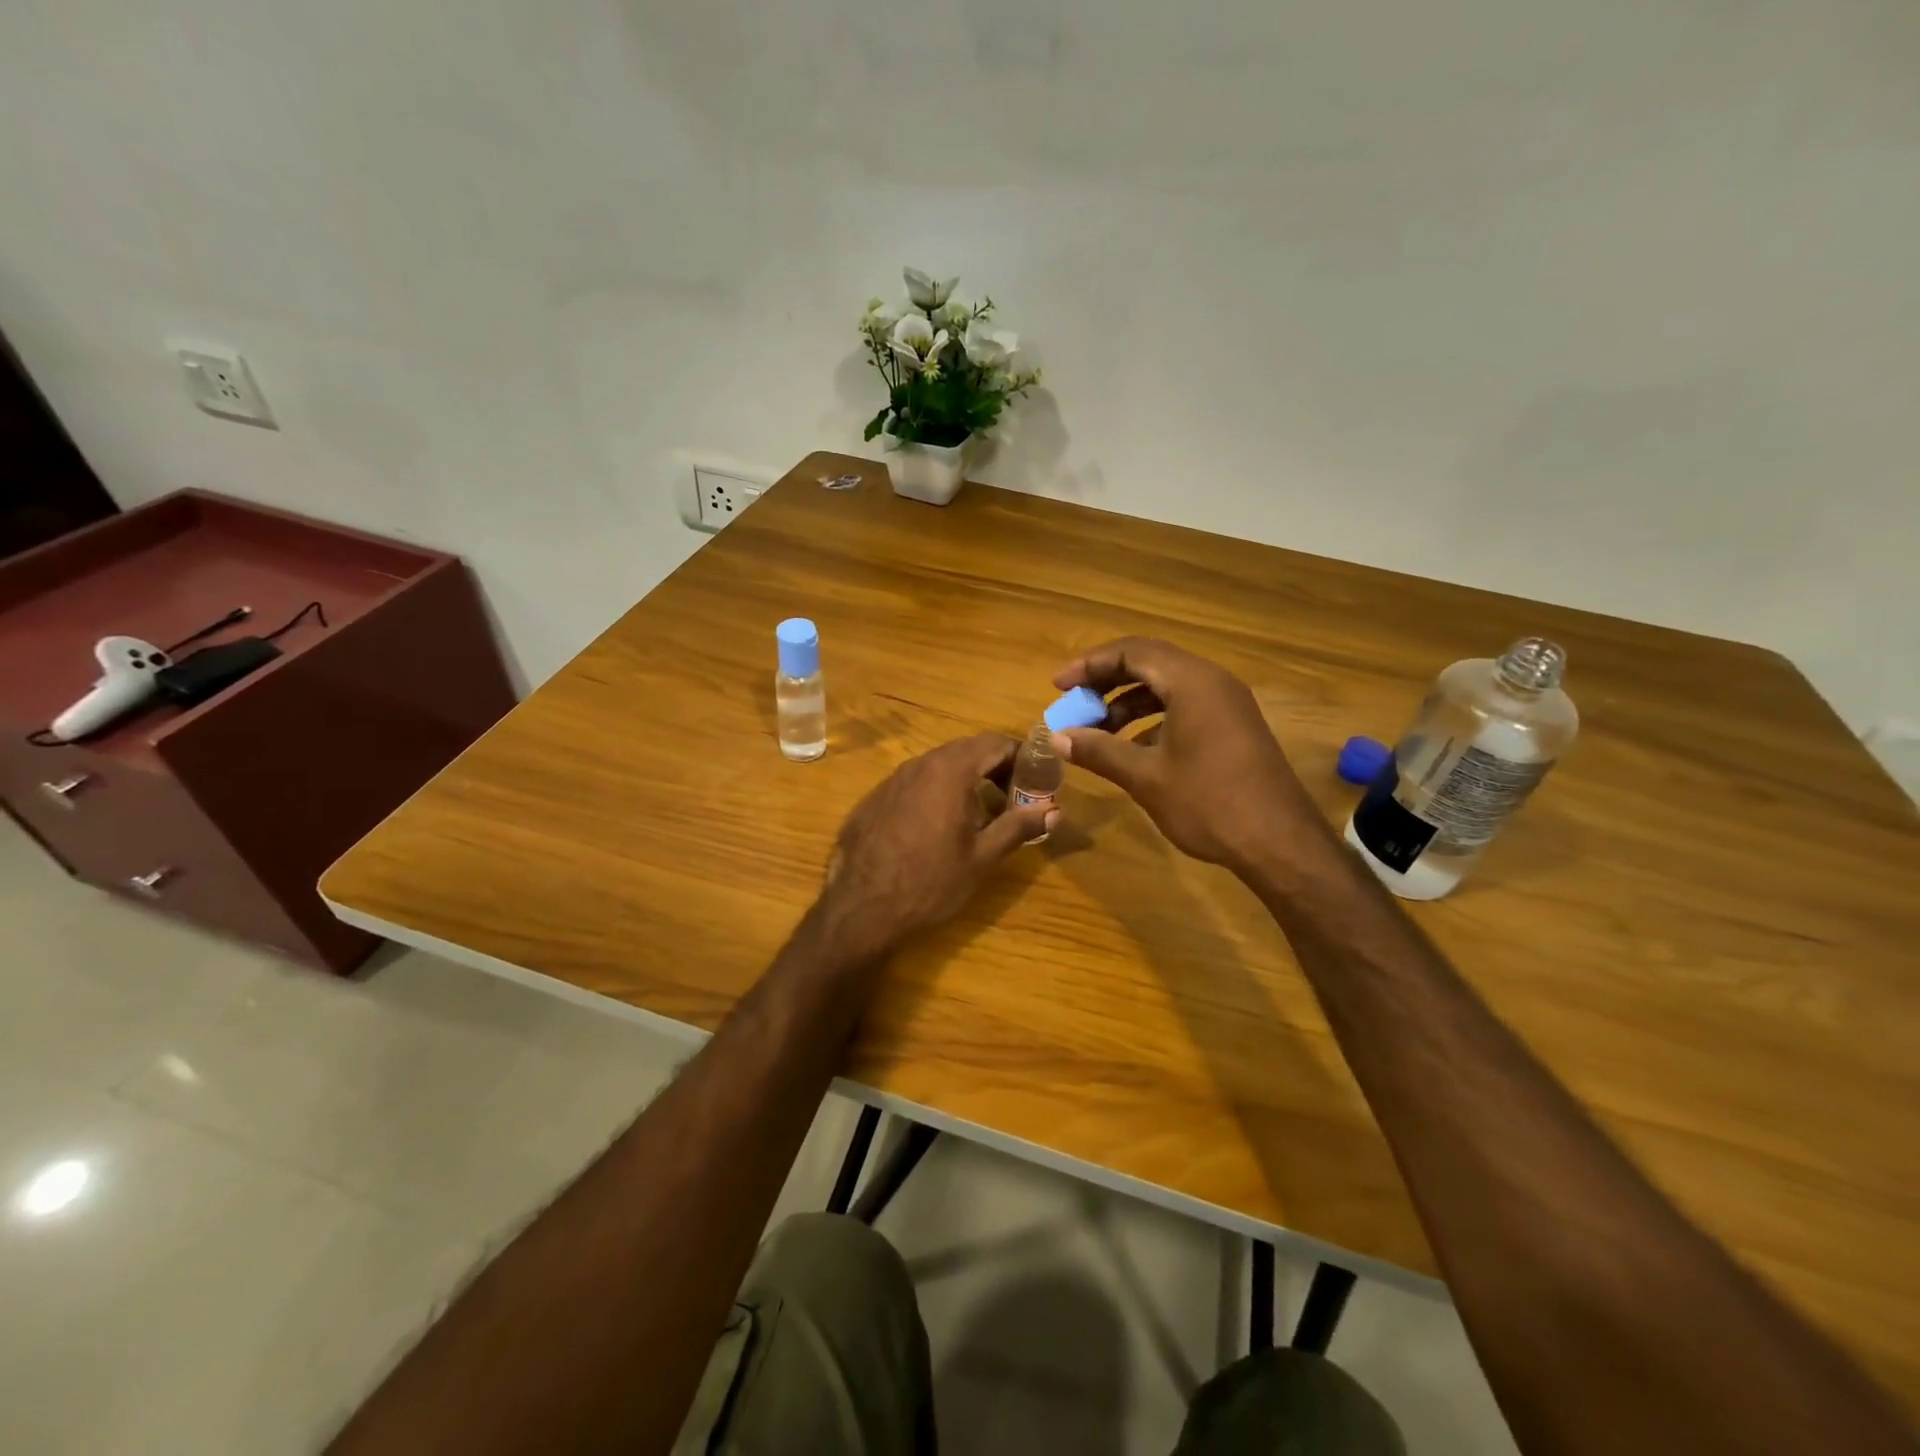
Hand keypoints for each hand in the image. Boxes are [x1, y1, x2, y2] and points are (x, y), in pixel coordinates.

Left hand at [818, 733, 1053, 960]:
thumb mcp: (982, 857)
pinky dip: (936, 792)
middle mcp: (920, 764)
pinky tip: (938, 826)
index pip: (995, 743)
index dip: (1021, 757)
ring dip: (965, 780)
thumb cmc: (930, 882)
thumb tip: (1054, 811)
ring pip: (939, 765)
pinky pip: (914, 782)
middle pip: (967, 750)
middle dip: (995, 767)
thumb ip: (1018, 826)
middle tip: (1013, 799)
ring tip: (980, 814)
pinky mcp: (874, 797)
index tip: (1036, 781)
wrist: (861, 908)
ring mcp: (893, 779)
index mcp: (950, 771)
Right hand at [1051, 637, 1322, 872]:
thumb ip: (1099, 750)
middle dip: (1106, 681)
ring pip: (1168, 685)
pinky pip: (1185, 705)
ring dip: (1128, 702)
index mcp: (1191, 682)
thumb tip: (1057, 738)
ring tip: (1098, 730)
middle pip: (1150, 662)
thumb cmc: (1208, 803)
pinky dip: (1153, 718)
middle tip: (1075, 703)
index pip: (1131, 652)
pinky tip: (1132, 748)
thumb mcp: (1145, 777)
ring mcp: (1228, 703)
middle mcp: (1212, 681)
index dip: (1089, 665)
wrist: (1279, 843)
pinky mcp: (1234, 726)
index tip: (1059, 687)